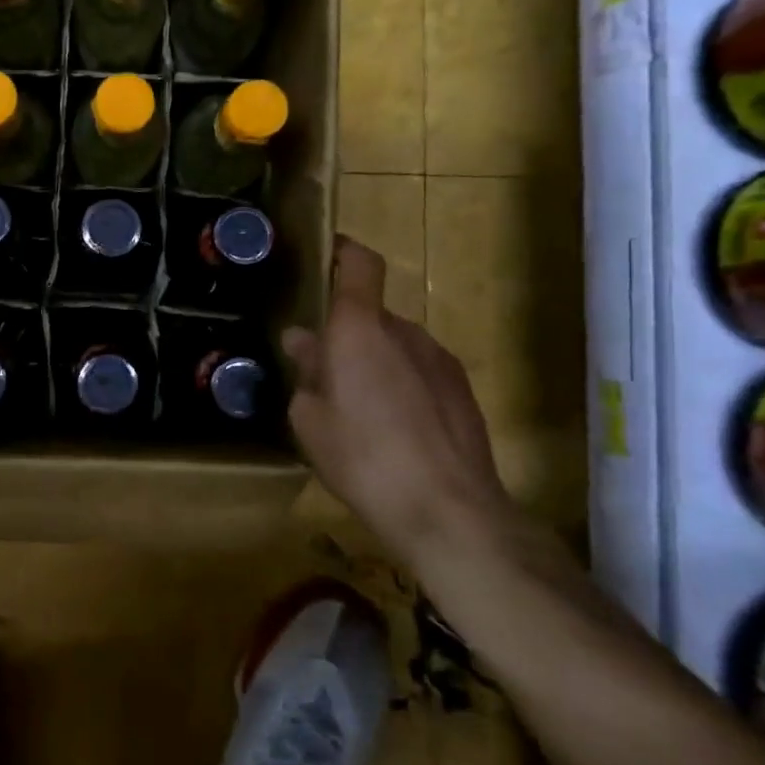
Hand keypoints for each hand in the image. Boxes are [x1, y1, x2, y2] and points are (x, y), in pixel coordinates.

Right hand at [283, 238, 512, 559]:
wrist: (449, 512)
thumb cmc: (363, 458)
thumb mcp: (311, 420)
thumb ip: (306, 372)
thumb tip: (302, 341)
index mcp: (360, 329)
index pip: (360, 264)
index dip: (343, 252)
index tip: (326, 256)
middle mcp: (404, 331)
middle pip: (371, 313)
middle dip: (346, 332)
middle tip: (323, 370)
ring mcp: (439, 359)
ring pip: (396, 343)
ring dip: (375, 360)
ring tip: (359, 407)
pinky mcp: (462, 390)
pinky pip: (420, 370)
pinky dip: (402, 383)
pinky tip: (394, 428)